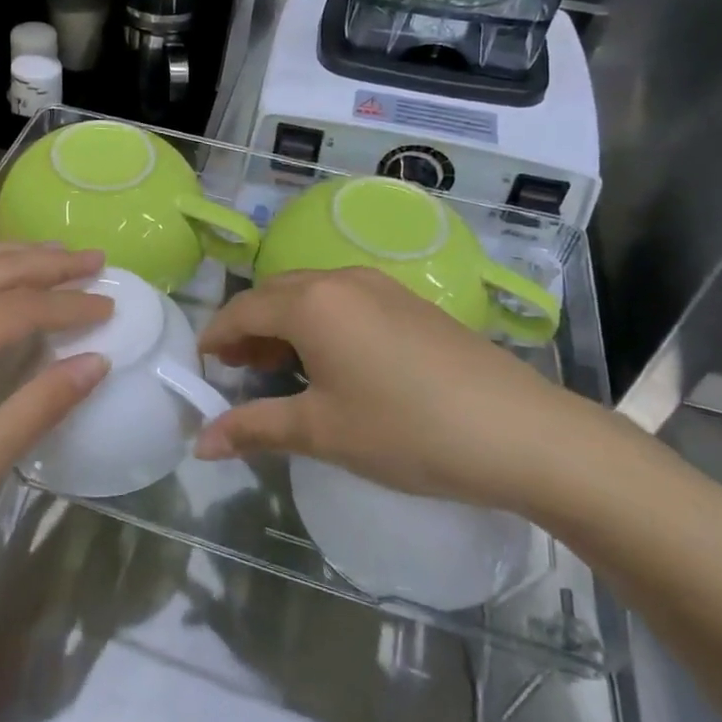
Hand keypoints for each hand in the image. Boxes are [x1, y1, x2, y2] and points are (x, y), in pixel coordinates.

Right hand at [192, 268, 615, 515]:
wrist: (521, 432)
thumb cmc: (407, 431)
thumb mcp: (323, 432)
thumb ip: (255, 428)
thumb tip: (200, 442)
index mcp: (311, 303)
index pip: (242, 309)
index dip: (215, 337)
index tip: (201, 367)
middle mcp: (340, 279)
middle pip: (274, 294)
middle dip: (247, 328)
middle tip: (236, 371)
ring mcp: (380, 285)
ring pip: (310, 294)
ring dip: (284, 325)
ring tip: (279, 369)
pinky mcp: (409, 301)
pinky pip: (343, 300)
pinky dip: (319, 323)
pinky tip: (332, 363)